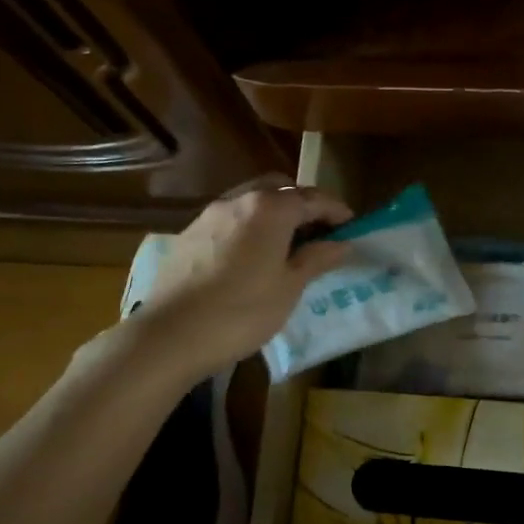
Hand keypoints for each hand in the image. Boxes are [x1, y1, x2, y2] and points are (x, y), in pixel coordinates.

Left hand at [136, 178, 352, 376]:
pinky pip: (230, 219)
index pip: (313, 198)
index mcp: (269, 209)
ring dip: (274, 213)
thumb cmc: (242, 312)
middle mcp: (238, 200)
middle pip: (279, 188)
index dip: (336, 210)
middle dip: (303, 203)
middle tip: (319, 231)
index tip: (352, 226)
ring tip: (287, 244)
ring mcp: (209, 215)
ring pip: (251, 200)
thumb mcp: (289, 288)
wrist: (171, 334)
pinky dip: (250, 226)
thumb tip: (342, 243)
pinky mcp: (189, 234)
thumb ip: (316, 259)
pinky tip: (252, 255)